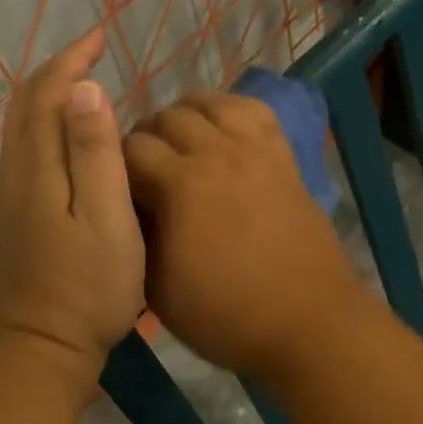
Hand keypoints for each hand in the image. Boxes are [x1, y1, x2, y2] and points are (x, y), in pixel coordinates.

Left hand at [0, 30, 144, 380]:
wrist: (41, 349)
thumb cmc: (88, 285)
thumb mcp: (105, 216)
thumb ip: (94, 152)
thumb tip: (85, 88)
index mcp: (37, 167)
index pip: (47, 93)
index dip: (72, 59)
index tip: (100, 36)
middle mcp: (16, 172)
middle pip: (26, 103)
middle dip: (58, 68)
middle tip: (93, 49)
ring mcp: (12, 194)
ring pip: (22, 124)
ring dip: (49, 91)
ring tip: (84, 80)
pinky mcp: (18, 213)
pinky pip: (26, 145)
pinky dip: (46, 119)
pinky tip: (70, 132)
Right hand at [123, 91, 370, 377]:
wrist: (307, 321)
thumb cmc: (226, 314)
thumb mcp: (157, 289)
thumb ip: (136, 236)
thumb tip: (128, 205)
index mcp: (182, 185)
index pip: (132, 147)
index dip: (116, 163)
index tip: (116, 186)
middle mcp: (217, 153)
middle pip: (168, 116)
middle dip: (148, 137)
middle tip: (147, 169)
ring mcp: (255, 149)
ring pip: (210, 102)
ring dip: (187, 116)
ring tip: (182, 144)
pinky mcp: (283, 154)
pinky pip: (254, 110)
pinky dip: (230, 111)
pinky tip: (223, 133)